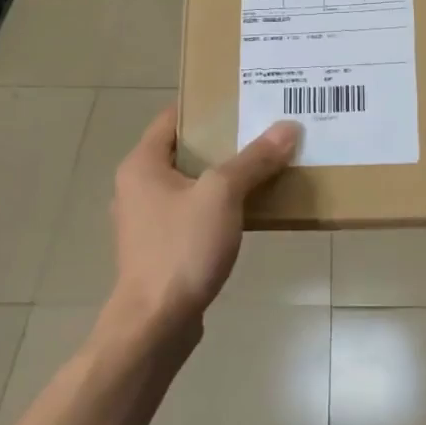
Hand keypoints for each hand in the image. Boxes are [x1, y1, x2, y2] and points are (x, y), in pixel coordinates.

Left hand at [99, 106, 300, 351]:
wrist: (155, 324)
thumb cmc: (181, 249)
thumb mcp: (222, 195)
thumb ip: (254, 160)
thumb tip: (288, 127)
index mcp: (141, 164)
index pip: (173, 118)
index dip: (207, 106)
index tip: (243, 100)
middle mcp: (137, 187)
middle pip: (185, 151)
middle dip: (223, 142)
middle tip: (263, 132)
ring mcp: (146, 221)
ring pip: (190, 185)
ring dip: (223, 178)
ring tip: (263, 167)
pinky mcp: (160, 249)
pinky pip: (192, 214)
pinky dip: (217, 208)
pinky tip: (248, 211)